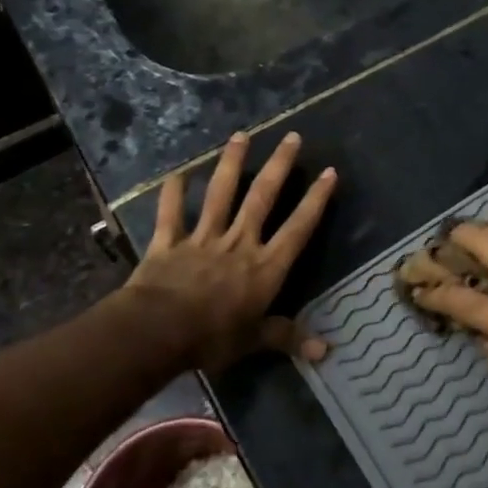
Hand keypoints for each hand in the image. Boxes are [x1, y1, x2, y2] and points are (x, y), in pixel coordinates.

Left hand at [128, 131, 336, 370]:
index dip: (315, 200)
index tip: (329, 172)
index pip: (298, 227)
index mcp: (265, 266)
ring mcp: (203, 237)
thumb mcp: (254, 341)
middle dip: (279, 166)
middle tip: (292, 137)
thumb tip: (326, 351)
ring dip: (231, 163)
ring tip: (241, 135)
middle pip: (262, 197)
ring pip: (220, 193)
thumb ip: (287, 337)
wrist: (157, 332)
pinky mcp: (169, 241)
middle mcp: (239, 242)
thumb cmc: (212, 338)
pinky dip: (173, 193)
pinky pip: (171, 213)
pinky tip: (177, 173)